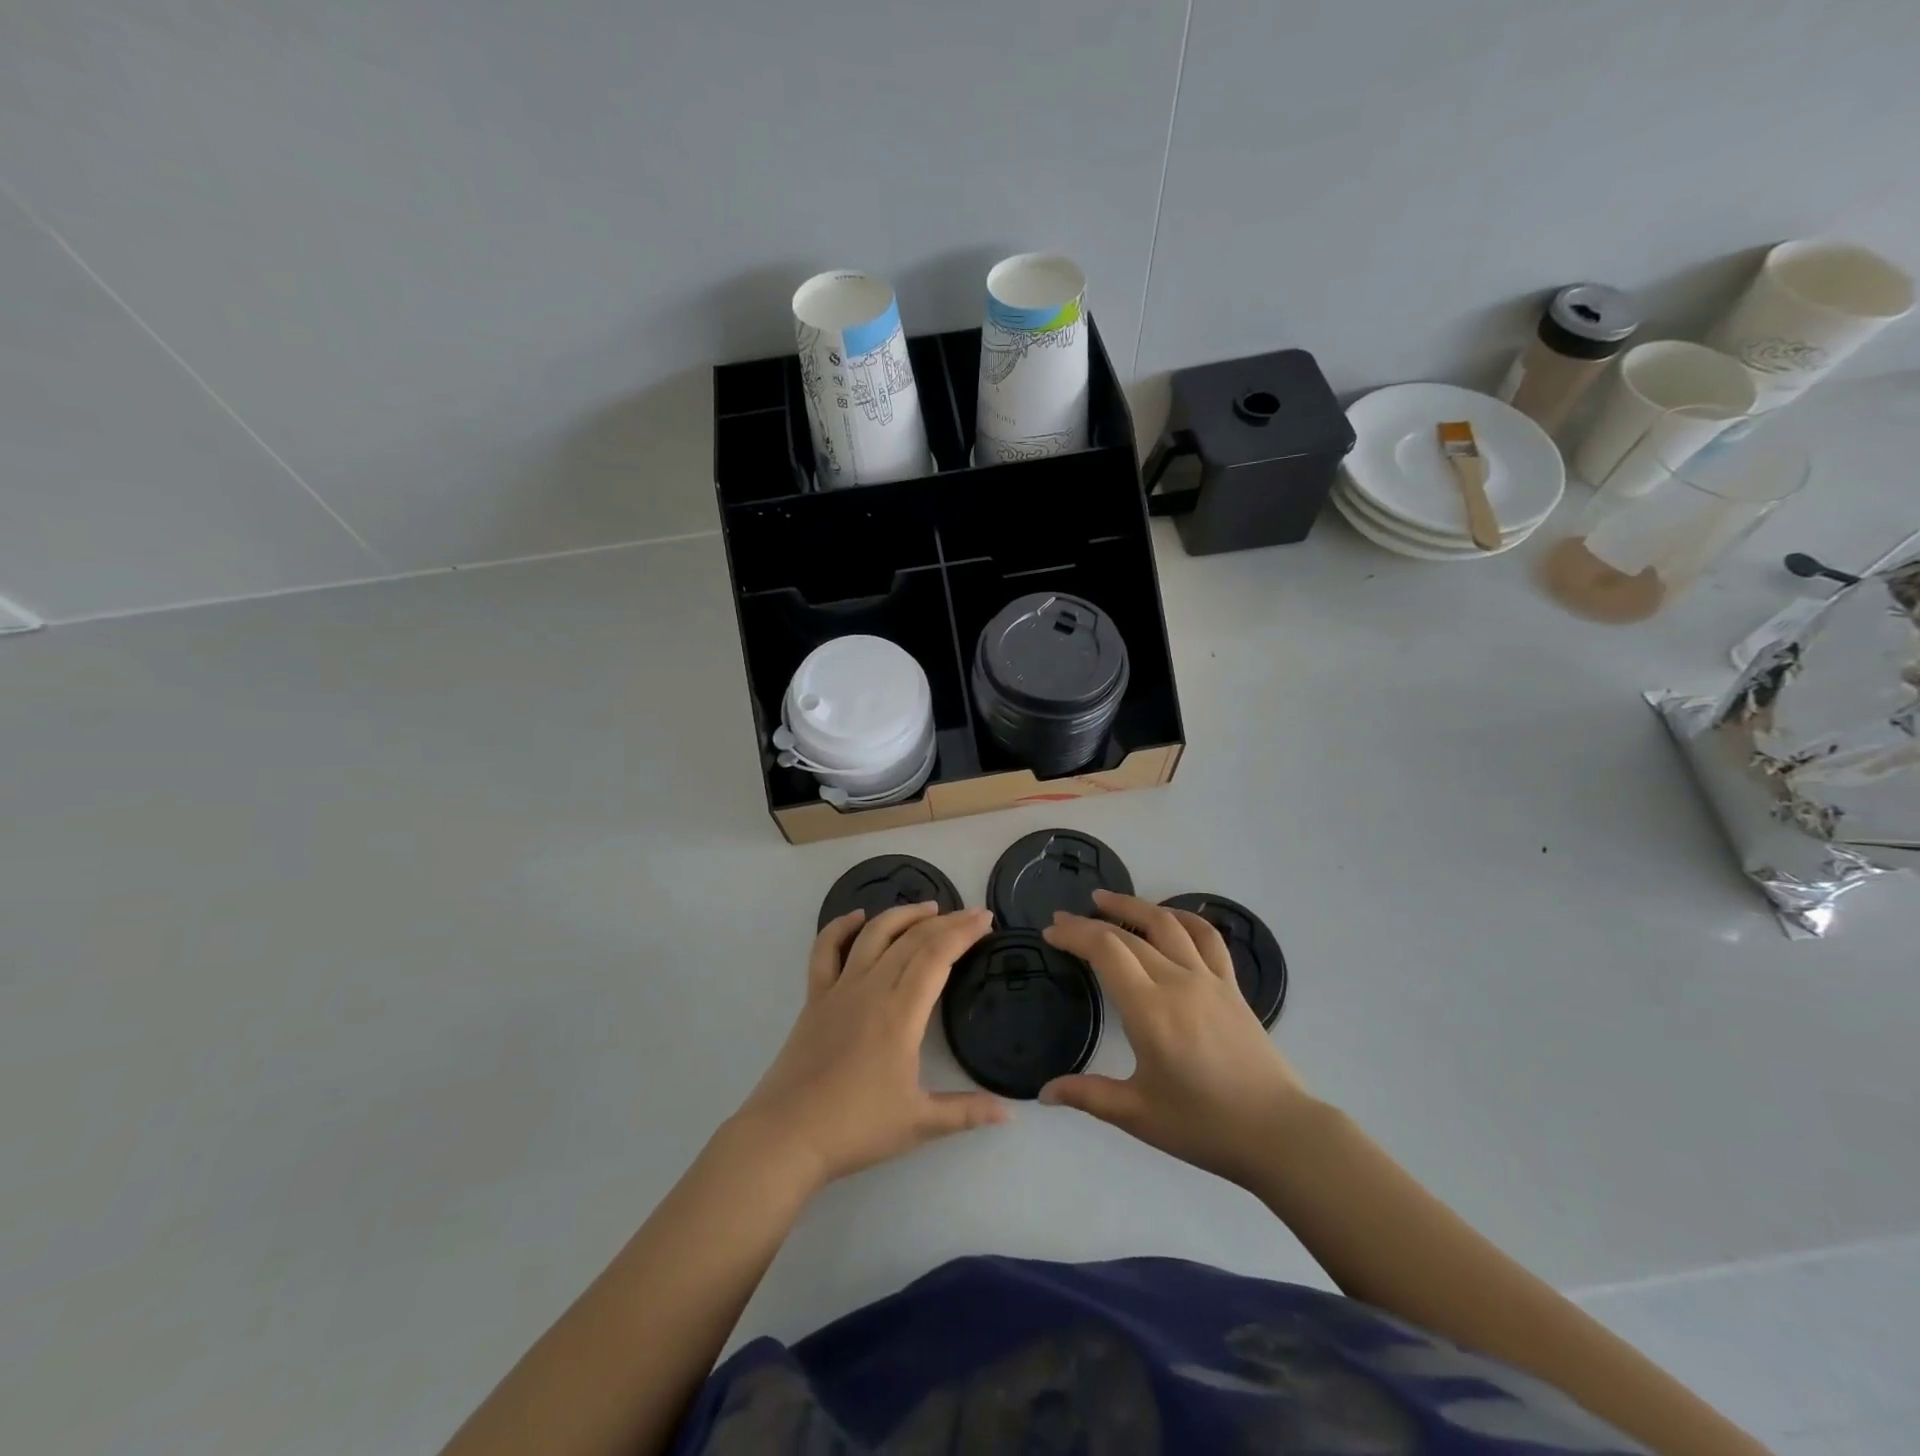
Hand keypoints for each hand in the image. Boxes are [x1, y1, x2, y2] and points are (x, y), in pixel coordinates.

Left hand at [730, 904, 1005, 1192]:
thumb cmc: (856, 1128)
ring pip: (874, 935)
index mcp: (901, 1013)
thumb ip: (966, 1112)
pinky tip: (857, 917)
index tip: (986, 919)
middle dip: (946, 921)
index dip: (963, 932)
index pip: (937, 956)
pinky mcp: (815, 998)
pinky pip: (825, 951)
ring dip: (903, 915)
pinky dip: (840, 927)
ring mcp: (839, 989)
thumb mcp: (919, 1124)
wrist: (787, 1135)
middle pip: (912, 940)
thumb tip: (1010, 1114)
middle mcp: (872, 988)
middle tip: (971, 914)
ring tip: (928, 908)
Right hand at [1040, 890, 1310, 1189]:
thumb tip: (1044, 1093)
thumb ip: (1088, 1095)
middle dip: (1090, 922)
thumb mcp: (1138, 1115)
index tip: (1051, 931)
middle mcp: (1177, 982)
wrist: (1279, 1133)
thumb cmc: (1204, 1125)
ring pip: (1167, 923)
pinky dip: (1183, 917)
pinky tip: (1168, 916)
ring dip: (1133, 905)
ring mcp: (1209, 979)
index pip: (1106, 950)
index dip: (1075, 934)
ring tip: (1105, 899)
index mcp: (1150, 1010)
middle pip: (1128, 935)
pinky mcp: (1231, 986)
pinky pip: (1207, 938)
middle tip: (1063, 919)